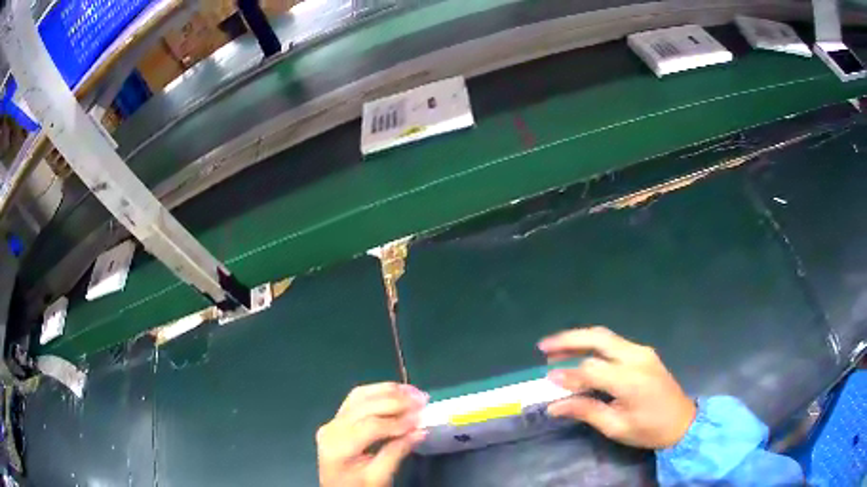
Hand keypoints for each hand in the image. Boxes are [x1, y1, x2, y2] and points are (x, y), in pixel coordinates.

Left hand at [317, 383, 428, 486]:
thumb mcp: (379, 478)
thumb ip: (397, 453)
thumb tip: (421, 430)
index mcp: (338, 446)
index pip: (369, 426)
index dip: (397, 421)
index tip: (421, 418)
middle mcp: (331, 428)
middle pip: (364, 406)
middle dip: (395, 401)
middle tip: (422, 400)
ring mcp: (333, 421)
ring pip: (360, 396)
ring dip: (387, 391)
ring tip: (413, 392)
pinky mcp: (338, 419)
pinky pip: (357, 399)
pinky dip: (378, 392)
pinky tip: (396, 392)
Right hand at [539, 326, 695, 448]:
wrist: (683, 421)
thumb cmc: (649, 430)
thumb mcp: (616, 427)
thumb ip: (586, 411)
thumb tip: (554, 405)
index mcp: (631, 380)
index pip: (591, 369)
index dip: (567, 373)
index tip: (547, 379)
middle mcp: (637, 357)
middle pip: (598, 338)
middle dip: (568, 339)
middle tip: (543, 346)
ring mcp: (642, 351)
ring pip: (605, 336)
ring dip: (579, 339)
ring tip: (555, 350)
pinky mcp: (644, 352)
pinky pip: (614, 343)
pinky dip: (593, 345)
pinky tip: (580, 354)